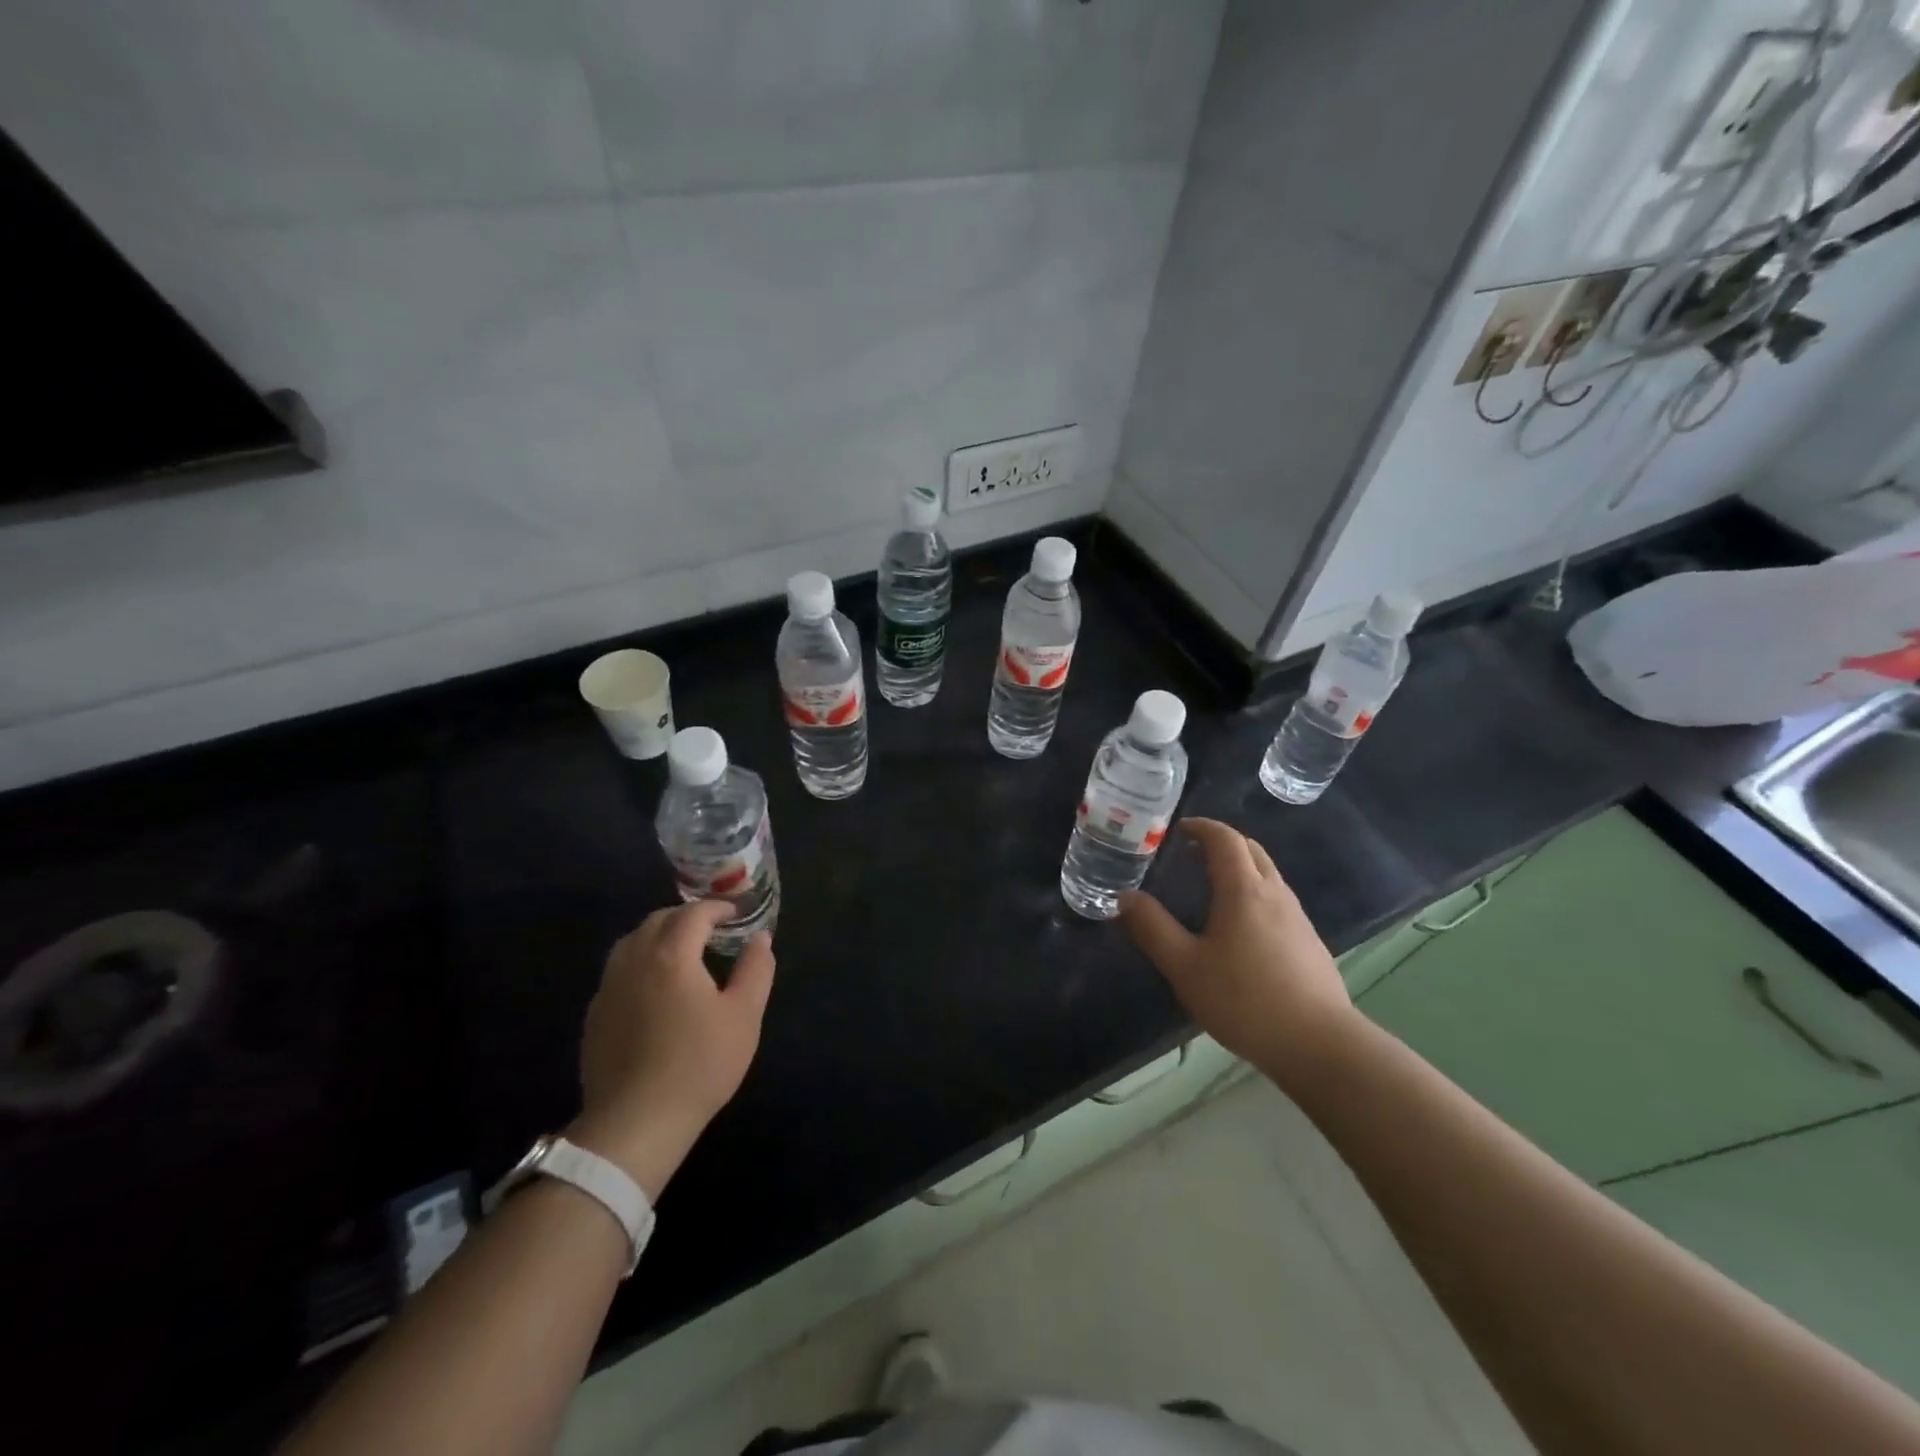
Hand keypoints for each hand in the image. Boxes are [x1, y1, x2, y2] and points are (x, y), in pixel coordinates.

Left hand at [568, 902, 775, 1198]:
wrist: (637, 1122)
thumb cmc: (700, 1064)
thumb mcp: (744, 1015)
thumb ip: (755, 969)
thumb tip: (760, 938)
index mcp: (671, 955)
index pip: (693, 914)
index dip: (716, 908)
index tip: (735, 914)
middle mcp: (634, 961)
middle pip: (657, 920)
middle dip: (686, 917)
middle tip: (711, 929)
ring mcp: (608, 989)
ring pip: (631, 942)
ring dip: (658, 935)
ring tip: (681, 952)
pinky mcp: (595, 1016)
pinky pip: (617, 971)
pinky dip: (639, 962)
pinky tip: (654, 988)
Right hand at [1120, 818, 1353, 1078]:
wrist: (1318, 1044)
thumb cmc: (1244, 1000)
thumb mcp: (1185, 966)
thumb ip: (1153, 928)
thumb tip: (1125, 897)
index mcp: (1244, 890)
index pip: (1225, 839)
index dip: (1202, 827)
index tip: (1179, 829)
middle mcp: (1275, 893)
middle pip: (1251, 850)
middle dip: (1222, 842)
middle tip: (1191, 852)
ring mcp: (1298, 918)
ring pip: (1268, 874)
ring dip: (1240, 867)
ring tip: (1211, 886)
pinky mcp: (1310, 942)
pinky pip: (1278, 900)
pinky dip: (1254, 893)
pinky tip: (1240, 927)